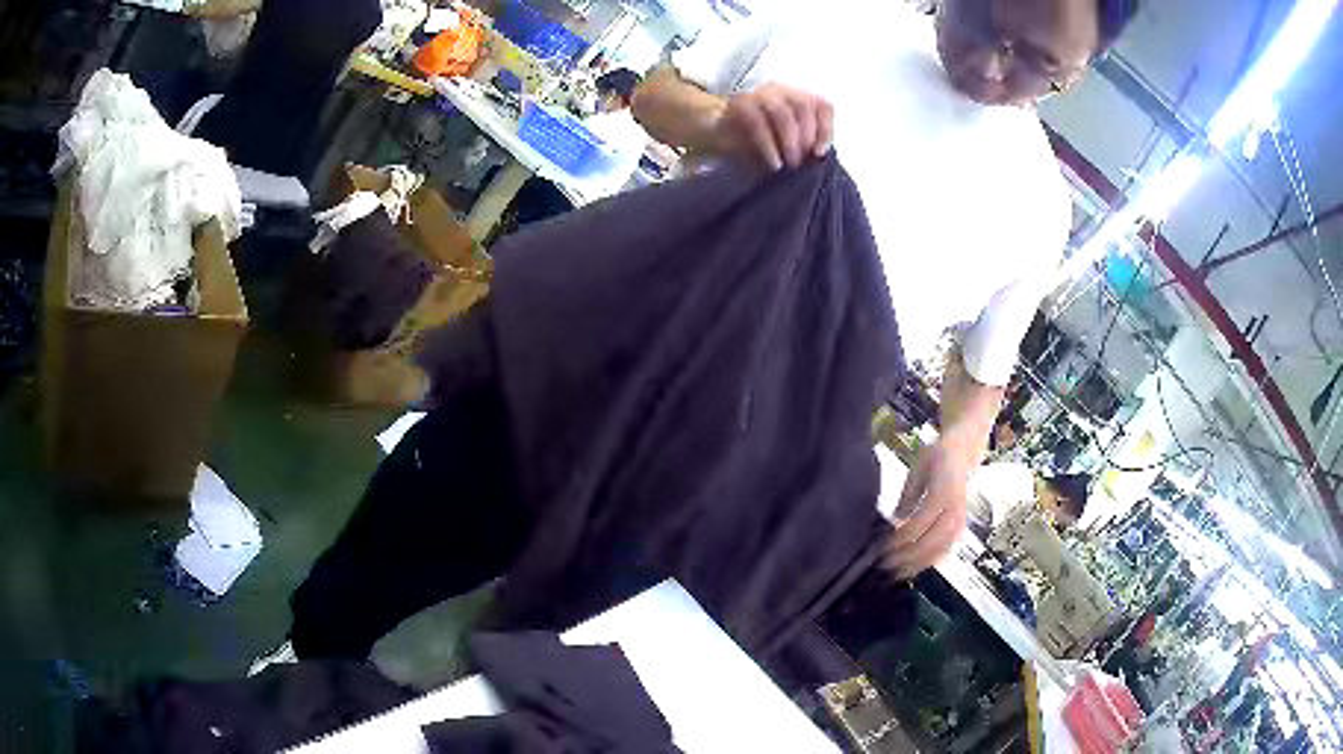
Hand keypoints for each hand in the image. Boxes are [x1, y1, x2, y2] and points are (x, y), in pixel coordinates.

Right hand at [709, 83, 833, 170]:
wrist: (711, 127)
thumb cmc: (750, 138)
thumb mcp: (782, 142)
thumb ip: (800, 145)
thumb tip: (816, 162)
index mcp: (794, 97)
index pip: (821, 105)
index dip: (826, 129)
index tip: (820, 154)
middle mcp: (778, 91)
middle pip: (804, 105)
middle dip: (807, 137)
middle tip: (802, 163)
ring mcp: (757, 95)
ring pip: (783, 112)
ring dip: (791, 141)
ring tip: (790, 164)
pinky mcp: (738, 105)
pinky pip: (757, 123)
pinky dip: (769, 146)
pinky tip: (773, 163)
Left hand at [883, 435, 975, 578]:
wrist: (962, 453)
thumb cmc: (935, 459)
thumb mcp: (918, 469)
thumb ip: (908, 496)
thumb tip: (894, 521)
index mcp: (943, 491)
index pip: (921, 520)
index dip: (901, 537)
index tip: (882, 547)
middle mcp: (955, 508)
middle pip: (932, 540)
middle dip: (907, 556)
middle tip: (884, 565)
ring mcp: (960, 520)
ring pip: (940, 550)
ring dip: (917, 564)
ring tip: (896, 574)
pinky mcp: (961, 528)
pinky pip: (946, 550)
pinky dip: (929, 562)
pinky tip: (912, 569)